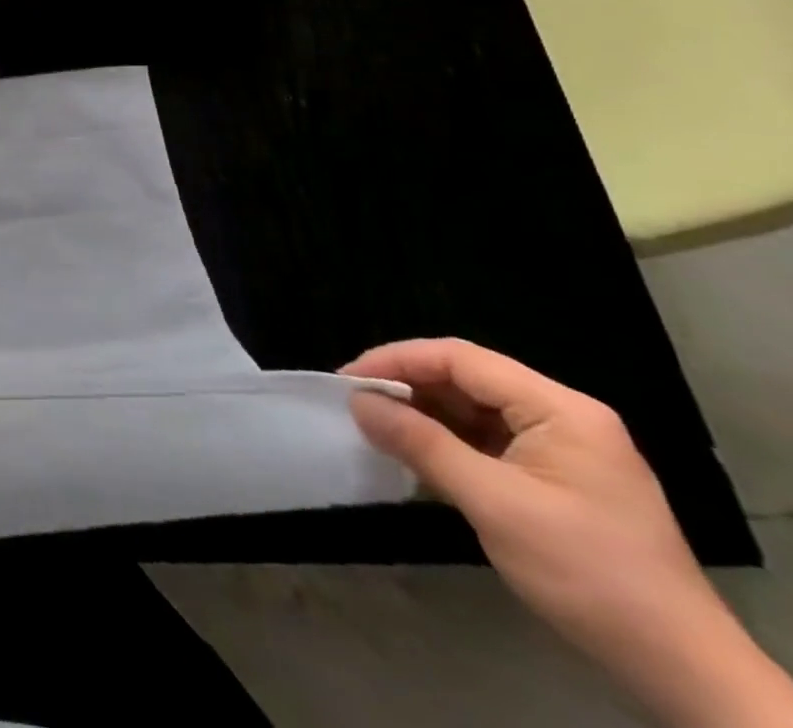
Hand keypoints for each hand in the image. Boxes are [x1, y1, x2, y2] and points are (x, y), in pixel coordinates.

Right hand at [344, 339, 792, 727]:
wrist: (679, 668)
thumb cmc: (586, 572)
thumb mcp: (494, 503)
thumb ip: (421, 444)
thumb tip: (357, 402)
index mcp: (560, 410)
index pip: (461, 359)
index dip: (398, 360)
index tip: (348, 381)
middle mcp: (564, 417)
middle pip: (467, 379)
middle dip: (408, 387)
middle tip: (356, 404)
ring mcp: (564, 450)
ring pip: (474, 410)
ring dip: (424, 415)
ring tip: (377, 427)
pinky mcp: (558, 480)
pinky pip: (489, 441)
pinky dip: (448, 442)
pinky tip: (417, 455)